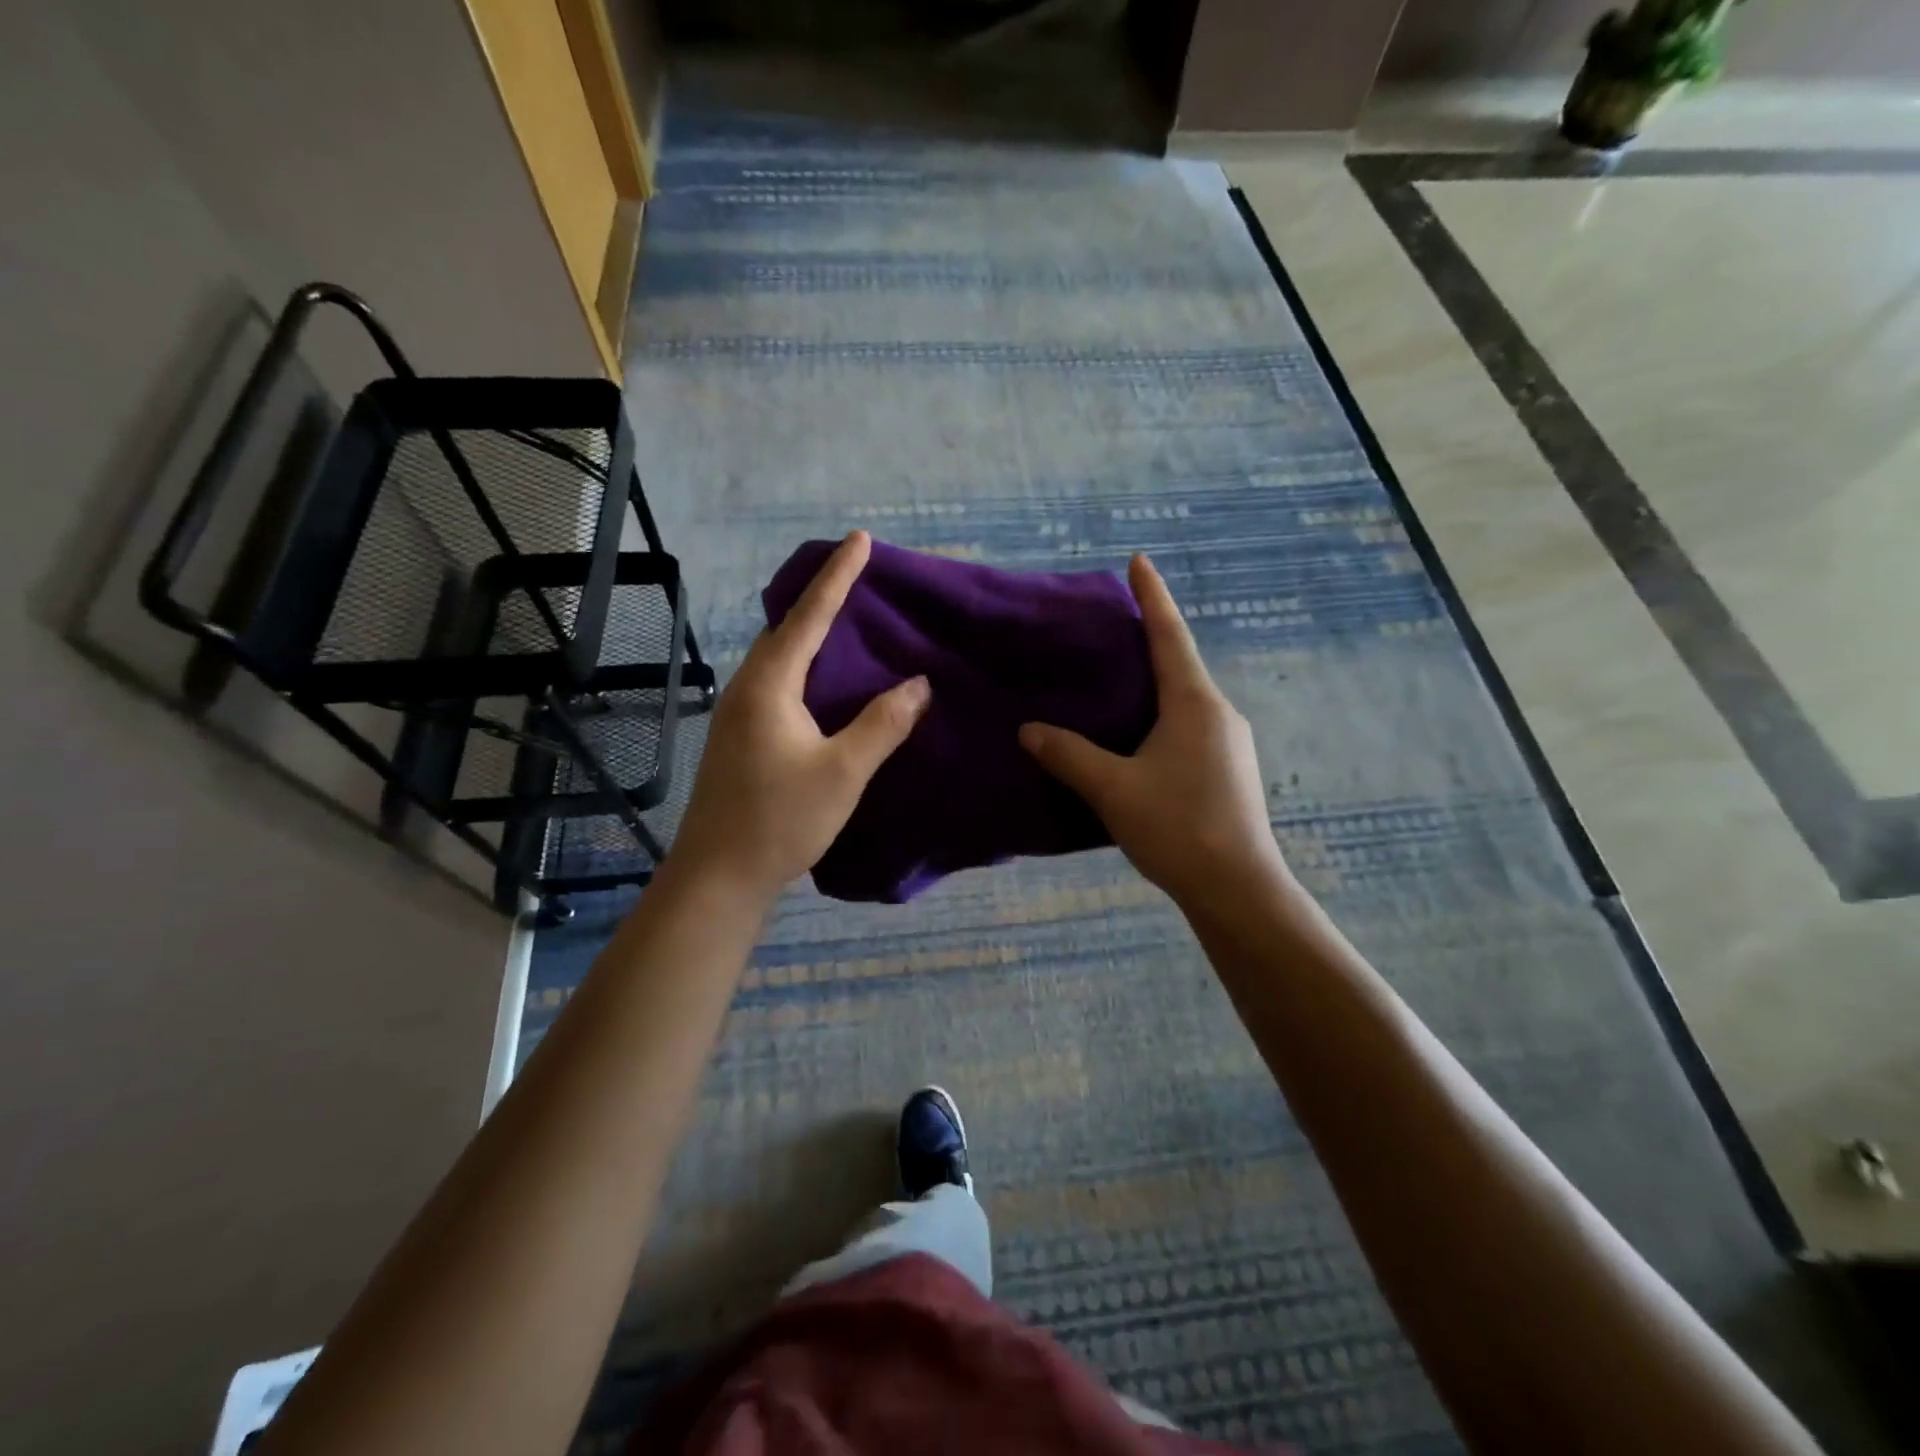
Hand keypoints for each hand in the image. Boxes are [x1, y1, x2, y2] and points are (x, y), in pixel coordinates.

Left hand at [668, 532, 930, 905]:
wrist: (718, 875)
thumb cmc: (780, 820)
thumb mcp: (843, 772)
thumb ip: (882, 724)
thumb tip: (919, 684)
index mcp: (769, 685)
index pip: (809, 616)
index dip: (838, 576)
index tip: (860, 539)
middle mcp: (748, 689)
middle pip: (786, 629)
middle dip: (821, 599)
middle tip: (859, 580)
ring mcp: (739, 714)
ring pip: (779, 658)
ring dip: (811, 635)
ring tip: (849, 625)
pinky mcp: (741, 737)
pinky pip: (777, 683)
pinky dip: (805, 667)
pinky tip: (826, 685)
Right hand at [1019, 554, 1288, 914]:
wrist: (1238, 890)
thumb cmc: (1178, 827)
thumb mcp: (1112, 789)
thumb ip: (1069, 756)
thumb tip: (1030, 730)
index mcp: (1194, 704)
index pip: (1169, 636)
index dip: (1152, 597)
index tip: (1139, 561)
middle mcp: (1219, 714)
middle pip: (1179, 666)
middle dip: (1149, 642)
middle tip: (1112, 630)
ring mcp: (1230, 744)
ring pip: (1185, 701)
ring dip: (1155, 687)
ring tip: (1117, 686)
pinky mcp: (1229, 771)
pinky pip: (1190, 728)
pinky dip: (1162, 719)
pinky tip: (1138, 742)